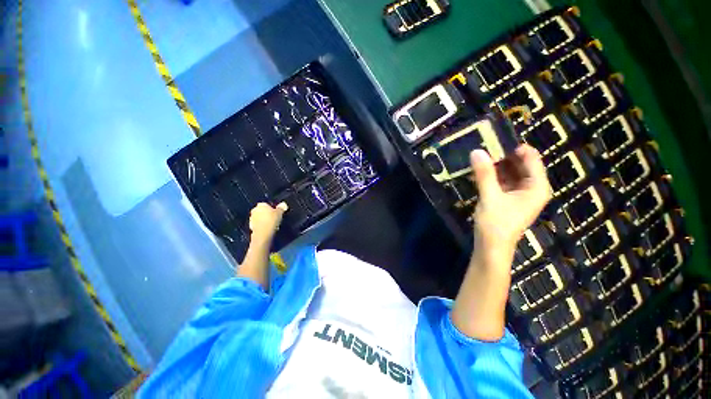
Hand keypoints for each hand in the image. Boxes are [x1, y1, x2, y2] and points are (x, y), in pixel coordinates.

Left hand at [248, 202, 287, 243]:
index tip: (277, 212)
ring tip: (272, 224)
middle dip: (267, 214)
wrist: (263, 234)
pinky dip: (262, 226)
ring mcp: (251, 218)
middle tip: (274, 218)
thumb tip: (283, 204)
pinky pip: (258, 224)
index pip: (267, 204)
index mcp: (261, 205)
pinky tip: (267, 229)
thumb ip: (281, 208)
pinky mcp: (251, 226)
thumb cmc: (271, 221)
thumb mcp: (280, 213)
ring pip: (259, 217)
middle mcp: (254, 210)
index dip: (272, 208)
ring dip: (264, 220)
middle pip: (262, 211)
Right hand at [470, 144, 550, 261]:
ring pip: (510, 172)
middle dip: (504, 155)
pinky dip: (493, 175)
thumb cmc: (496, 223)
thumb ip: (484, 173)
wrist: (491, 247)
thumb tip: (477, 151)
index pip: (531, 158)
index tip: (496, 138)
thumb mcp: (490, 196)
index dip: (516, 147)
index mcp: (536, 186)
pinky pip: (503, 181)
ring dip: (497, 164)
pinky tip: (481, 169)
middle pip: (521, 164)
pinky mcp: (508, 199)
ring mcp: (520, 194)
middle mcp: (532, 188)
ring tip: (481, 154)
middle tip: (485, 145)